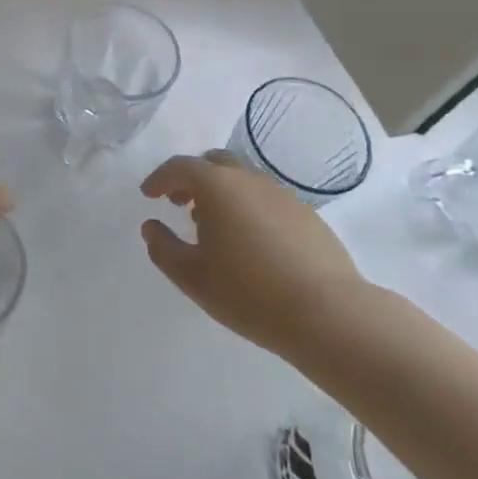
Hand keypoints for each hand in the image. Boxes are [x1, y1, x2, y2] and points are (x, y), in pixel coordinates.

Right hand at [139, 150, 369, 357]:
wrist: (328, 314)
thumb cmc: (248, 292)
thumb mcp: (191, 276)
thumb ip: (163, 248)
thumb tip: (151, 227)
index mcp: (217, 186)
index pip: (180, 167)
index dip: (159, 178)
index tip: (149, 195)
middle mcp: (250, 180)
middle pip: (214, 163)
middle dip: (192, 179)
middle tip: (180, 203)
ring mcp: (283, 195)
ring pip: (243, 181)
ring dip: (222, 194)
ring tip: (214, 227)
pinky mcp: (307, 216)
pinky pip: (267, 201)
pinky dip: (249, 209)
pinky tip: (251, 243)